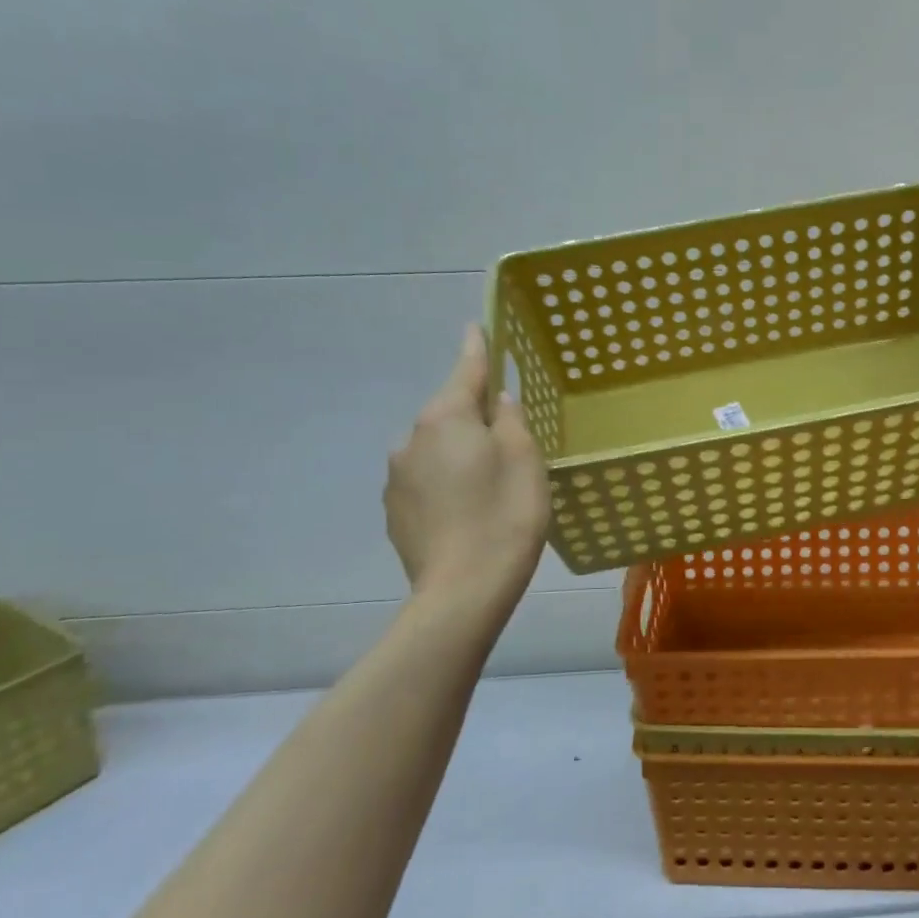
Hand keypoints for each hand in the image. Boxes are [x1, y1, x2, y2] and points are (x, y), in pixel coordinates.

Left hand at [385, 326, 549, 601]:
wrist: (464, 590)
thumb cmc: (506, 514)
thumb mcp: (525, 458)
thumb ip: (510, 419)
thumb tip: (495, 401)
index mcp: (445, 418)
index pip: (465, 370)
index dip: (476, 349)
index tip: (474, 327)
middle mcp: (411, 439)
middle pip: (449, 414)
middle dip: (472, 417)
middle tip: (507, 442)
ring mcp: (396, 477)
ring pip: (435, 450)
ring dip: (458, 454)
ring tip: (488, 487)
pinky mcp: (394, 512)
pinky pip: (425, 482)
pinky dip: (445, 485)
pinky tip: (466, 512)